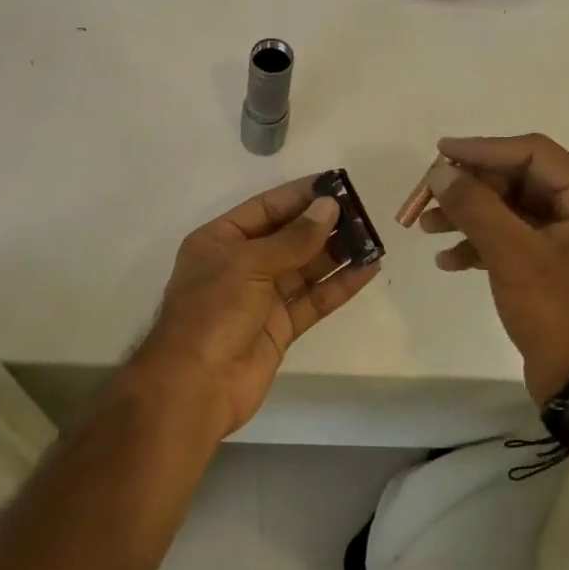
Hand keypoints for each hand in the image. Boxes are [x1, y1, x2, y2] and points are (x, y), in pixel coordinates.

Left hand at [133, 177, 381, 439]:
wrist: (196, 385)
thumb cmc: (213, 312)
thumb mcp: (248, 264)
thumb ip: (293, 238)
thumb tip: (329, 208)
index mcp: (220, 240)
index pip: (266, 208)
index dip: (300, 196)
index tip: (337, 184)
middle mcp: (241, 264)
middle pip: (288, 237)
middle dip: (323, 224)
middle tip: (362, 211)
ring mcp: (261, 297)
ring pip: (305, 268)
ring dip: (337, 253)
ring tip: (372, 237)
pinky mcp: (281, 327)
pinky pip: (314, 299)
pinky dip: (339, 285)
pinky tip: (368, 269)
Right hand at [419, 134, 568, 406]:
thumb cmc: (558, 313)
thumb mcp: (513, 255)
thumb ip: (475, 207)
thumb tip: (439, 172)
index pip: (532, 154)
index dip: (483, 150)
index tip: (440, 152)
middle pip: (517, 180)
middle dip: (470, 189)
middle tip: (427, 196)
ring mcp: (568, 239)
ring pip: (509, 210)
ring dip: (468, 216)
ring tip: (426, 227)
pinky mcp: (550, 265)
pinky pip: (510, 239)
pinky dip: (479, 245)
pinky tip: (447, 261)